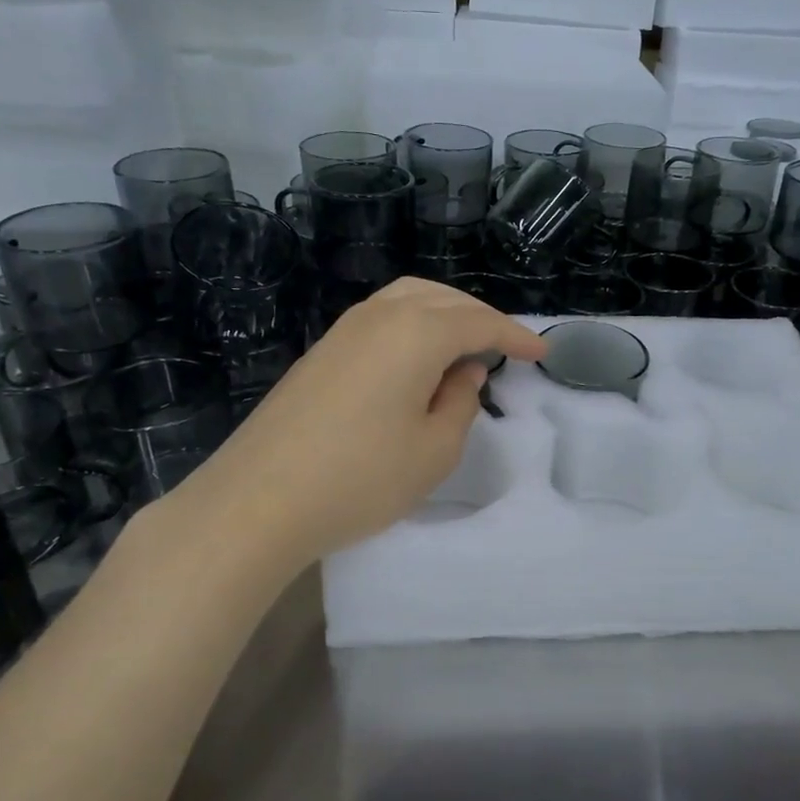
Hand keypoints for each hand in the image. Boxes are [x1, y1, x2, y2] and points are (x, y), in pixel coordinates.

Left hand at [168, 279, 546, 560]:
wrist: (257, 501)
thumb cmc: (360, 478)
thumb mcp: (434, 451)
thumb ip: (461, 404)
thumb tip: (463, 373)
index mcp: (417, 333)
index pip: (480, 323)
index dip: (516, 336)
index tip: (542, 353)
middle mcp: (380, 316)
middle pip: (443, 299)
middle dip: (481, 317)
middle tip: (506, 347)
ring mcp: (344, 330)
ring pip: (408, 300)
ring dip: (445, 314)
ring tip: (465, 347)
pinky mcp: (321, 352)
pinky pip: (381, 318)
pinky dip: (413, 325)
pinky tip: (418, 360)